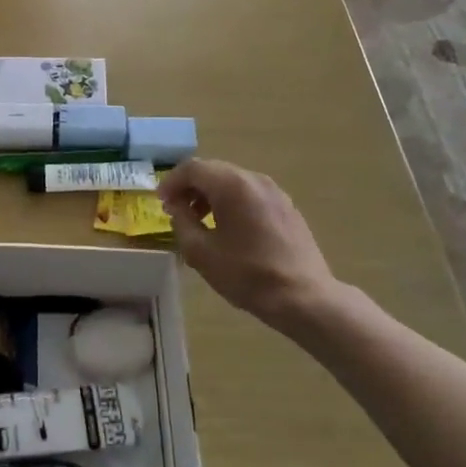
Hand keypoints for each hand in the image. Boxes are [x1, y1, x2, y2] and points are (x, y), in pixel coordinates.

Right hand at [160, 159, 345, 330]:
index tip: (161, 203)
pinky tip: (229, 229)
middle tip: (176, 210)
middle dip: (190, 187)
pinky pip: (251, 194)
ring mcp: (275, 192)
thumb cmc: (247, 274)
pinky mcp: (287, 207)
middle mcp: (254, 179)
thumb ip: (181, 223)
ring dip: (211, 195)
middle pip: (213, 171)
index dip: (171, 182)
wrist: (304, 297)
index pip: (192, 168)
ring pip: (233, 181)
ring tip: (200, 221)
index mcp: (232, 185)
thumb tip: (177, 209)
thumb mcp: (201, 253)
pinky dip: (232, 202)